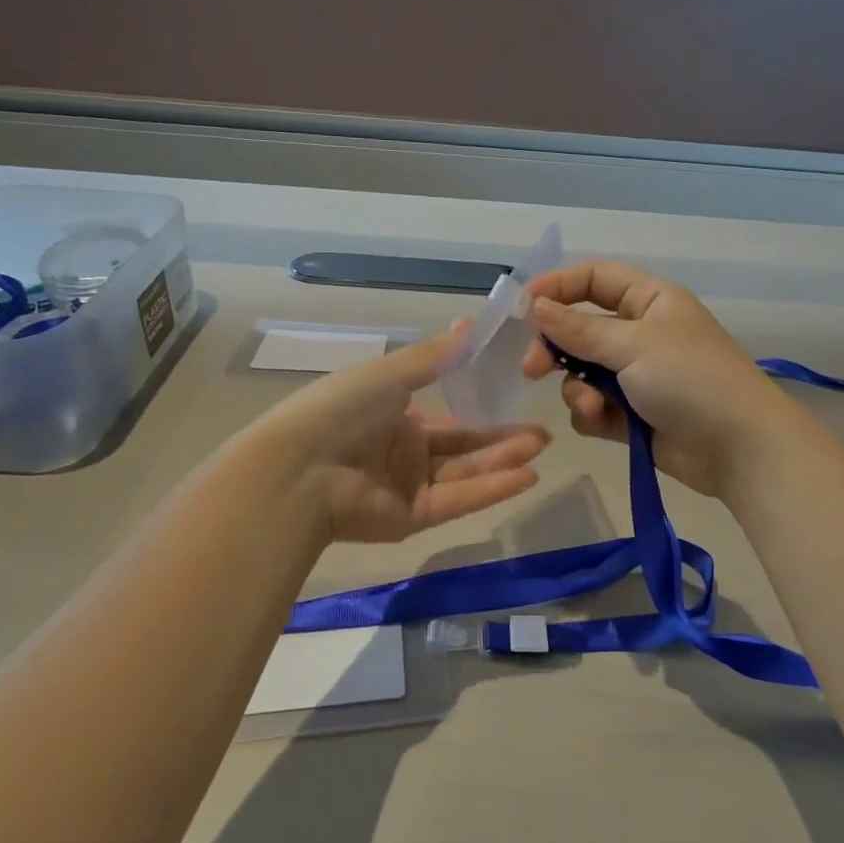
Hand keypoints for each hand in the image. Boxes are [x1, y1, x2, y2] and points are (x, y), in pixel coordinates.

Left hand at [243, 323, 550, 542]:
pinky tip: (526, 476)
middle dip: (502, 440)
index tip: (518, 404)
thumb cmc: (343, 408)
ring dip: (502, 461)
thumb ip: (434, 357)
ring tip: (540, 449)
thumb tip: (471, 324)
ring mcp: (407, 487)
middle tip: (543, 435)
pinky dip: (491, 488)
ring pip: (464, 473)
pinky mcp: (411, 519)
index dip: (482, 413)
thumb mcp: (391, 373)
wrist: (301, 467)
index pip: (447, 418)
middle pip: (462, 447)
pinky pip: (457, 500)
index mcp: (393, 416)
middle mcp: (403, 452)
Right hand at [521, 261, 784, 497]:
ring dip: (577, 388)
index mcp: (649, 301)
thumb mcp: (634, 344)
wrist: (739, 449)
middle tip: (532, 367)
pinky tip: (603, 422)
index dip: (557, 287)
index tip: (522, 307)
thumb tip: (537, 307)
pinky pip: (593, 406)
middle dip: (555, 347)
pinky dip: (591, 413)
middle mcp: (640, 333)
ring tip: (592, 406)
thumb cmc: (691, 379)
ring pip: (581, 372)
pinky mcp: (631, 415)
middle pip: (580, 328)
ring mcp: (636, 376)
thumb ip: (580, 328)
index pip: (594, 279)